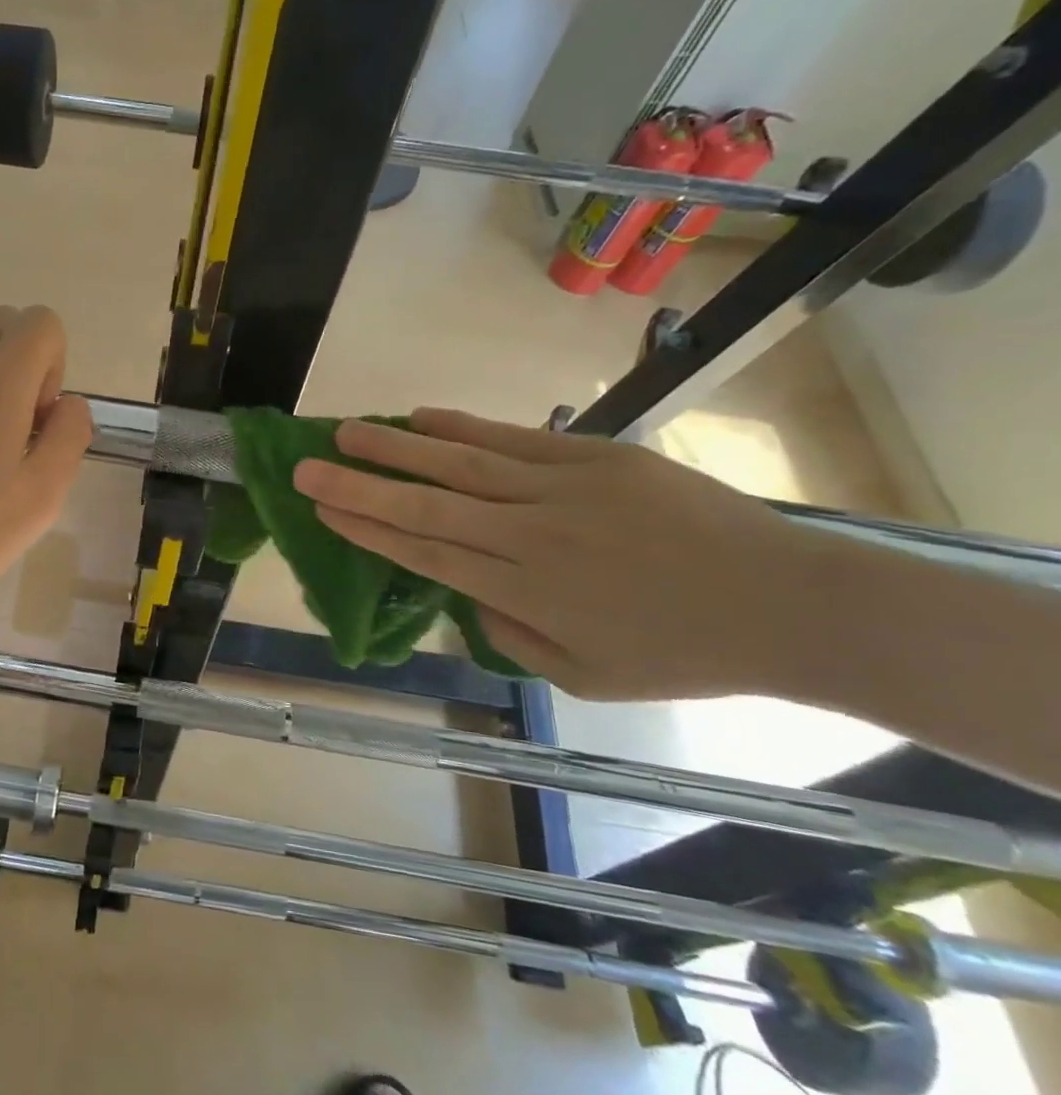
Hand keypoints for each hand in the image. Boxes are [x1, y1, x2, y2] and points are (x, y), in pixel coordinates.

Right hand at [291, 409, 819, 699]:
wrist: (789, 604)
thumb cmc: (681, 652)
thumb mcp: (583, 677)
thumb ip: (510, 638)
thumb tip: (469, 597)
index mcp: (522, 593)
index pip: (423, 554)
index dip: (367, 530)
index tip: (321, 510)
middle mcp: (528, 537)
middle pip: (425, 507)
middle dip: (358, 487)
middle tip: (305, 468)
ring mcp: (561, 490)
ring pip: (459, 466)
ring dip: (395, 449)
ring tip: (343, 432)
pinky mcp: (595, 458)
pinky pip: (512, 439)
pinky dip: (461, 428)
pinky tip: (420, 417)